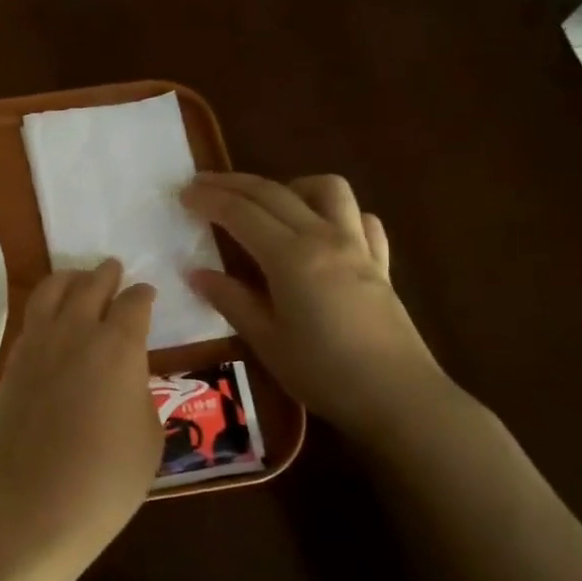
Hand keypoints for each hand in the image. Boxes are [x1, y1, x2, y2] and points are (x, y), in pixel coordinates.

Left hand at [0, 259, 162, 580]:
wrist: (32, 506)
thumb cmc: (105, 480)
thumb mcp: (148, 438)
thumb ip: (140, 394)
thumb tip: (126, 379)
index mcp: (119, 347)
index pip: (134, 304)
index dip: (143, 295)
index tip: (146, 293)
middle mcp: (76, 332)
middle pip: (91, 286)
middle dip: (106, 274)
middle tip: (113, 269)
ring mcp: (38, 345)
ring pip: (52, 291)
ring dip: (70, 279)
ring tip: (78, 277)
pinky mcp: (12, 364)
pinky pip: (31, 320)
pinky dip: (45, 307)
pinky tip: (51, 318)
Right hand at [180, 172, 450, 438]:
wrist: (398, 397)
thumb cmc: (323, 373)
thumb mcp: (266, 341)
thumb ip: (231, 300)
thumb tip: (196, 273)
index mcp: (290, 256)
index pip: (241, 213)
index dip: (209, 199)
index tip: (183, 193)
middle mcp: (324, 237)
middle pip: (274, 192)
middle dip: (233, 183)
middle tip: (203, 184)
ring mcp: (357, 246)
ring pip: (327, 189)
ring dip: (291, 185)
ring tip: (269, 204)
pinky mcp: (380, 262)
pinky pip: (360, 218)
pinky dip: (336, 213)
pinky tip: (322, 231)